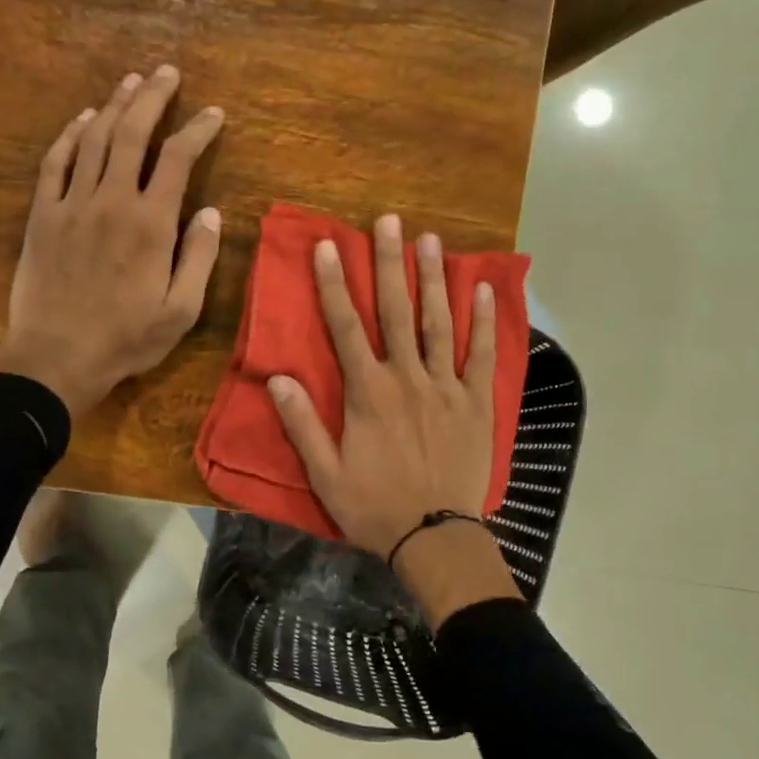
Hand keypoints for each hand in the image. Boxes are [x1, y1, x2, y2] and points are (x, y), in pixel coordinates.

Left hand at [0, 65, 223, 418]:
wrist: (55, 358)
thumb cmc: (125, 339)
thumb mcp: (179, 311)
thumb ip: (197, 258)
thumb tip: (209, 212)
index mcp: (149, 224)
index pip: (177, 159)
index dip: (197, 130)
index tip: (214, 114)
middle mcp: (111, 202)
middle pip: (132, 134)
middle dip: (153, 98)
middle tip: (167, 72)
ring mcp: (72, 205)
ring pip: (93, 140)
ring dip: (114, 106)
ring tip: (131, 82)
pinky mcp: (43, 216)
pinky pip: (55, 163)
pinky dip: (70, 135)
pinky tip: (82, 119)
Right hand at [266, 213, 495, 559]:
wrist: (434, 537)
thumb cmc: (374, 507)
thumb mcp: (325, 473)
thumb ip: (302, 423)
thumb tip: (277, 378)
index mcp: (369, 393)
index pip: (346, 328)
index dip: (335, 285)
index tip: (330, 246)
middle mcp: (408, 378)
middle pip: (396, 311)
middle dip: (390, 264)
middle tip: (388, 221)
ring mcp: (446, 387)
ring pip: (439, 323)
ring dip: (434, 279)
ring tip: (431, 240)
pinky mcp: (476, 403)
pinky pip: (481, 356)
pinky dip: (482, 322)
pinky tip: (481, 290)